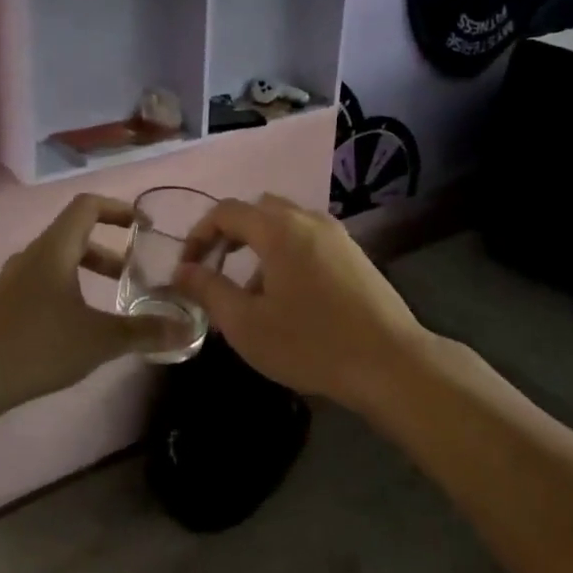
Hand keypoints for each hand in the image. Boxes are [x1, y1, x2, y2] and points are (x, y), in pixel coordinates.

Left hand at [0, 194, 194, 416]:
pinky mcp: (2, 303)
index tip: (143, 225)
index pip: (87, 206)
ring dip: (88, 270)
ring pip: (58, 260)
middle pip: (75, 234)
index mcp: (54, 249)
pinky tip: (77, 325)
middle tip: (134, 272)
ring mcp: (13, 279)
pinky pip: (43, 280)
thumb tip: (186, 330)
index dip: (118, 208)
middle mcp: (32, 255)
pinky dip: (69, 288)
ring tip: (110, 300)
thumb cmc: (36, 346)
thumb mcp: (99, 340)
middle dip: (109, 249)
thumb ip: (144, 331)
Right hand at [172, 194, 430, 411]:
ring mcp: (336, 235)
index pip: (226, 211)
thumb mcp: (246, 324)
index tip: (188, 268)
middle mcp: (308, 220)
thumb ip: (209, 290)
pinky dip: (286, 253)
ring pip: (285, 224)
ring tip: (252, 293)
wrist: (391, 363)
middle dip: (230, 234)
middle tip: (216, 270)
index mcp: (279, 229)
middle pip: (258, 209)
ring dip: (259, 246)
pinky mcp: (354, 254)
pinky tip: (289, 298)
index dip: (199, 234)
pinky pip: (308, 239)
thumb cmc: (311, 343)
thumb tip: (182, 270)